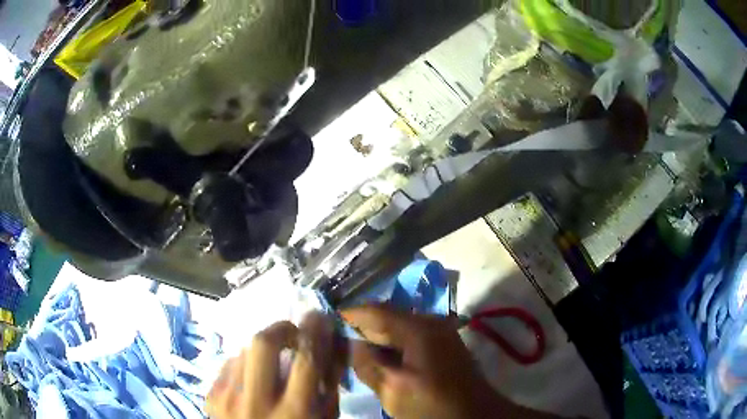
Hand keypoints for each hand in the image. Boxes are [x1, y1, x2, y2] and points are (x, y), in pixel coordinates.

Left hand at [207, 313, 343, 418]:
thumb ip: (329, 384)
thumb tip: (330, 343)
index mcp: (295, 412)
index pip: (306, 358)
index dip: (315, 331)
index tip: (318, 317)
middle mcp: (257, 402)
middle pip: (263, 343)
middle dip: (281, 329)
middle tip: (291, 333)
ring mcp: (227, 398)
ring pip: (243, 351)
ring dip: (261, 353)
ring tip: (269, 367)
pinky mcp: (210, 396)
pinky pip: (228, 365)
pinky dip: (244, 366)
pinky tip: (251, 382)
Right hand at [342, 305, 561, 418]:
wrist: (476, 415)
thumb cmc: (434, 405)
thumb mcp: (394, 390)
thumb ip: (368, 365)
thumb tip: (350, 344)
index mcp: (417, 328)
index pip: (374, 310)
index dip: (349, 314)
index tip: (325, 320)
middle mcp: (430, 322)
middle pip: (386, 317)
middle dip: (361, 327)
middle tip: (335, 338)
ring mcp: (439, 333)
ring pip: (397, 329)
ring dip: (376, 338)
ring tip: (351, 349)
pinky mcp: (441, 346)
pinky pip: (409, 339)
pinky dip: (391, 346)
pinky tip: (379, 359)